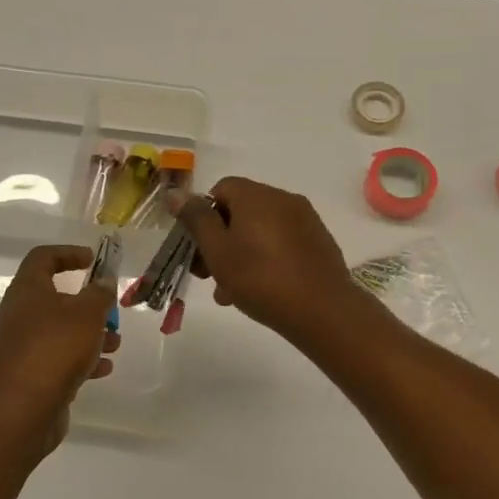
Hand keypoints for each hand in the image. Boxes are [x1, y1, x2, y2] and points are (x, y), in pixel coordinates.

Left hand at [0, 245, 118, 454]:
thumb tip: (103, 282)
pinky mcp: (27, 376)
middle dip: (87, 304)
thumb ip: (99, 295)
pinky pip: (57, 359)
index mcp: (26, 291)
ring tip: (115, 345)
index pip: (42, 258)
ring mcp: (20, 348)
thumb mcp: (86, 315)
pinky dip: (80, 361)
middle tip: (110, 311)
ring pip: (59, 331)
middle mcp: (18, 315)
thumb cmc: (53, 350)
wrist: (18, 413)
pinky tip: (103, 370)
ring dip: (89, 334)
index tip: (92, 260)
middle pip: (54, 298)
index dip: (67, 253)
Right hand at [174, 178, 369, 343]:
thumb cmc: (260, 278)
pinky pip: (282, 244)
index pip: (221, 189)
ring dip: (241, 255)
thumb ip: (196, 219)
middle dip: (220, 240)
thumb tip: (177, 193)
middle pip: (241, 211)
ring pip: (261, 231)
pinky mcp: (319, 242)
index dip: (204, 216)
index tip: (198, 247)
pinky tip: (261, 291)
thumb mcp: (218, 250)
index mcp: (256, 195)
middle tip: (208, 275)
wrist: (321, 309)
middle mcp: (283, 199)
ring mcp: (305, 220)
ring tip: (231, 292)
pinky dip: (267, 259)